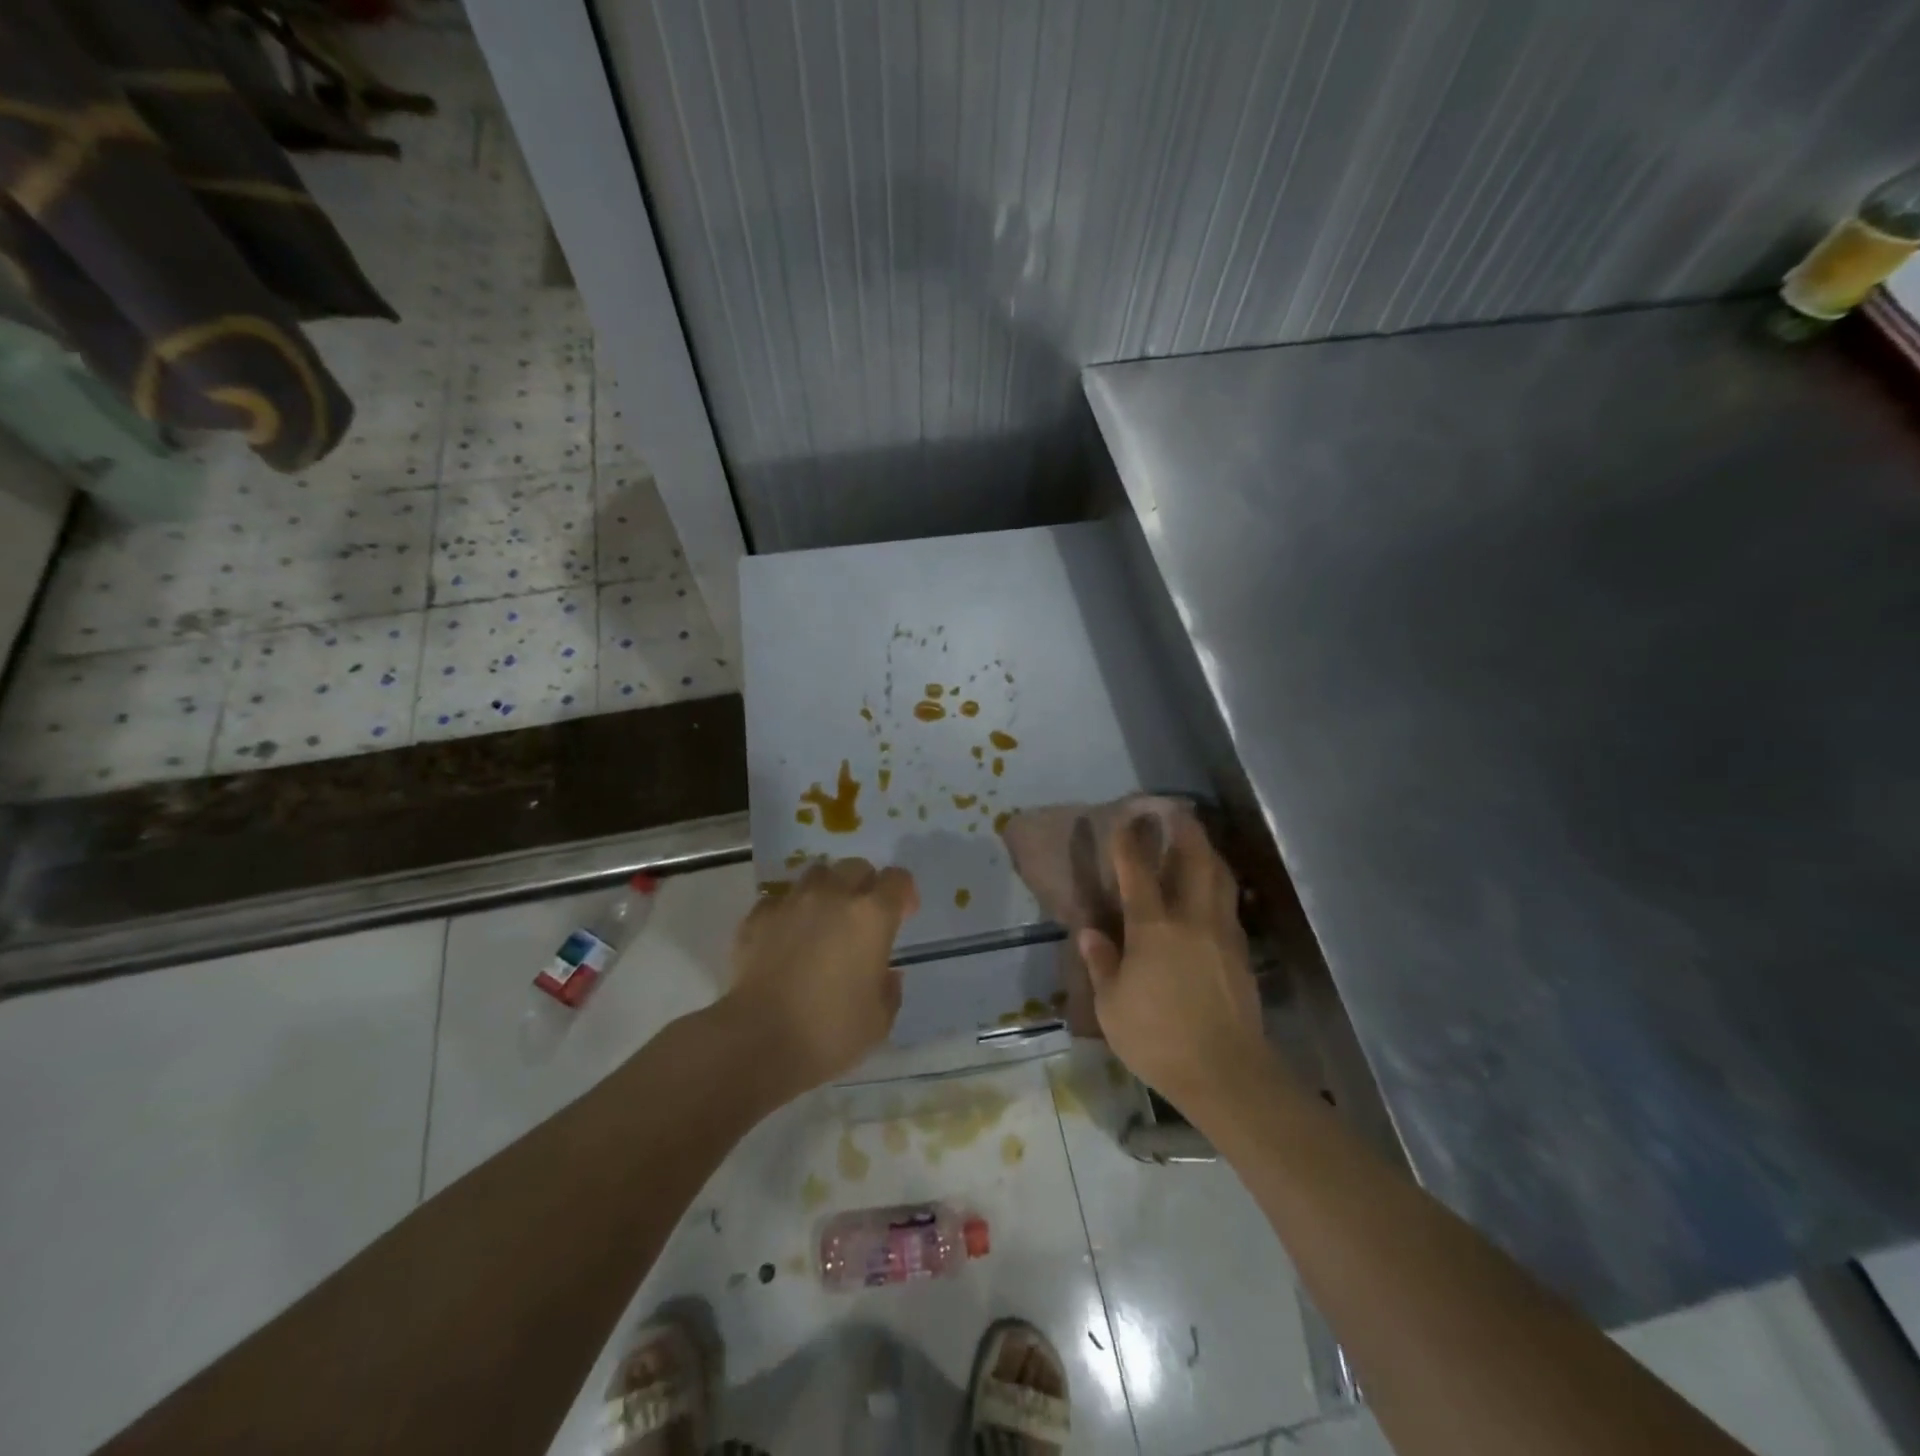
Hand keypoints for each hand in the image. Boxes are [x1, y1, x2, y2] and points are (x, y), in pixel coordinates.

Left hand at [726, 857, 918, 1088]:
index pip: (897, 879)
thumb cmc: (829, 1033)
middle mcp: (833, 896)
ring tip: (823, 919)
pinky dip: (788, 911)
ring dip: (827, 890)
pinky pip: (779, 900)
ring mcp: (792, 903)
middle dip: (865, 884)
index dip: (903, 893)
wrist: (757, 1041)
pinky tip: (785, 936)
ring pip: (816, 874)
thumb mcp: (879, 1022)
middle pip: (856, 866)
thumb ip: (889, 990)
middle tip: (862, 916)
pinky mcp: (757, 917)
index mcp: (872, 916)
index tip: (903, 914)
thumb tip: (886, 974)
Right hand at [1079, 814, 1267, 1112]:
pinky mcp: (1241, 953)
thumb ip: (1102, 963)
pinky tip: (1212, 891)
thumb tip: (1089, 932)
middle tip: (1176, 812)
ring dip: (1208, 852)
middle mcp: (1192, 919)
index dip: (1130, 842)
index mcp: (1154, 927)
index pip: (1138, 872)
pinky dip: (1219, 884)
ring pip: (1220, 878)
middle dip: (1185, 830)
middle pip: (1195, 860)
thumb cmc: (1158, 1038)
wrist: (1226, 1073)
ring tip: (1198, 841)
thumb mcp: (1112, 1005)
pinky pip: (1229, 903)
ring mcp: (1222, 934)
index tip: (1125, 819)